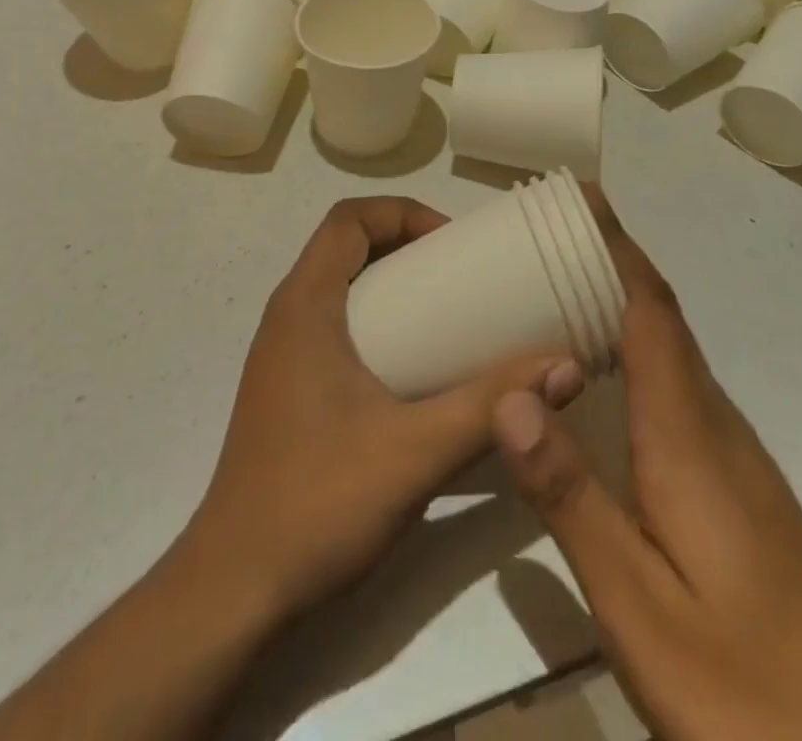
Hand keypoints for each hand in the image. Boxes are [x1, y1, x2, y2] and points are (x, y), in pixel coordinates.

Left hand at [188, 196, 584, 620]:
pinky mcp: (288, 389)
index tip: (453, 244)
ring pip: (341, 288)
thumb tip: (566, 366)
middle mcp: (288, 316)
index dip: (402, 213)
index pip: (347, 218)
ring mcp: (283, 355)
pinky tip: (415, 370)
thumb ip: (490, 406)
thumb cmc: (317, 502)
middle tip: (463, 276)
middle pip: (346, 247)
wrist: (236, 589)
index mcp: (305, 305)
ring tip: (449, 315)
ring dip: (392, 284)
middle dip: (405, 245)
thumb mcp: (416, 451)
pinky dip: (378, 322)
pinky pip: (336, 326)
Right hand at [492, 188, 801, 740]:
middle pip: (659, 316)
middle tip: (543, 235)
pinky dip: (632, 352)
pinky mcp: (734, 485)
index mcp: (686, 433)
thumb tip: (511, 394)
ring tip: (555, 288)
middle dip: (608, 261)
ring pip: (668, 350)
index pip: (649, 309)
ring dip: (619, 303)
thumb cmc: (751, 688)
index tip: (579, 197)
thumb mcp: (640, 606)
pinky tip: (597, 381)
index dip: (616, 246)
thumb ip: (573, 497)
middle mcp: (712, 424)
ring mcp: (731, 455)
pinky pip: (673, 385)